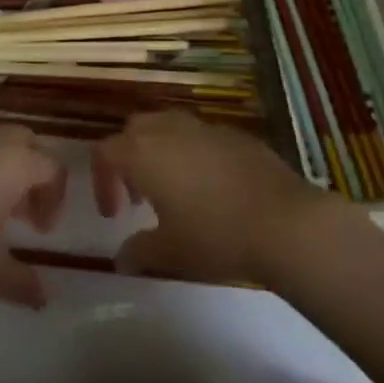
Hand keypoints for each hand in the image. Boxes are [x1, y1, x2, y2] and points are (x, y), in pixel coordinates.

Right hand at [91, 110, 353, 286]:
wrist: (282, 220)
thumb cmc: (215, 236)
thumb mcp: (170, 253)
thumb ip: (139, 251)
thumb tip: (122, 257)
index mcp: (145, 153)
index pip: (106, 151)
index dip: (102, 180)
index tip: (113, 214)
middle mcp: (170, 129)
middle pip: (135, 130)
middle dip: (129, 158)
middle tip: (138, 198)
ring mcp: (204, 126)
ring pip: (168, 125)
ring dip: (160, 152)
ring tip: (172, 191)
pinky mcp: (233, 132)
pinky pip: (200, 134)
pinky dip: (192, 153)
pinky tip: (209, 188)